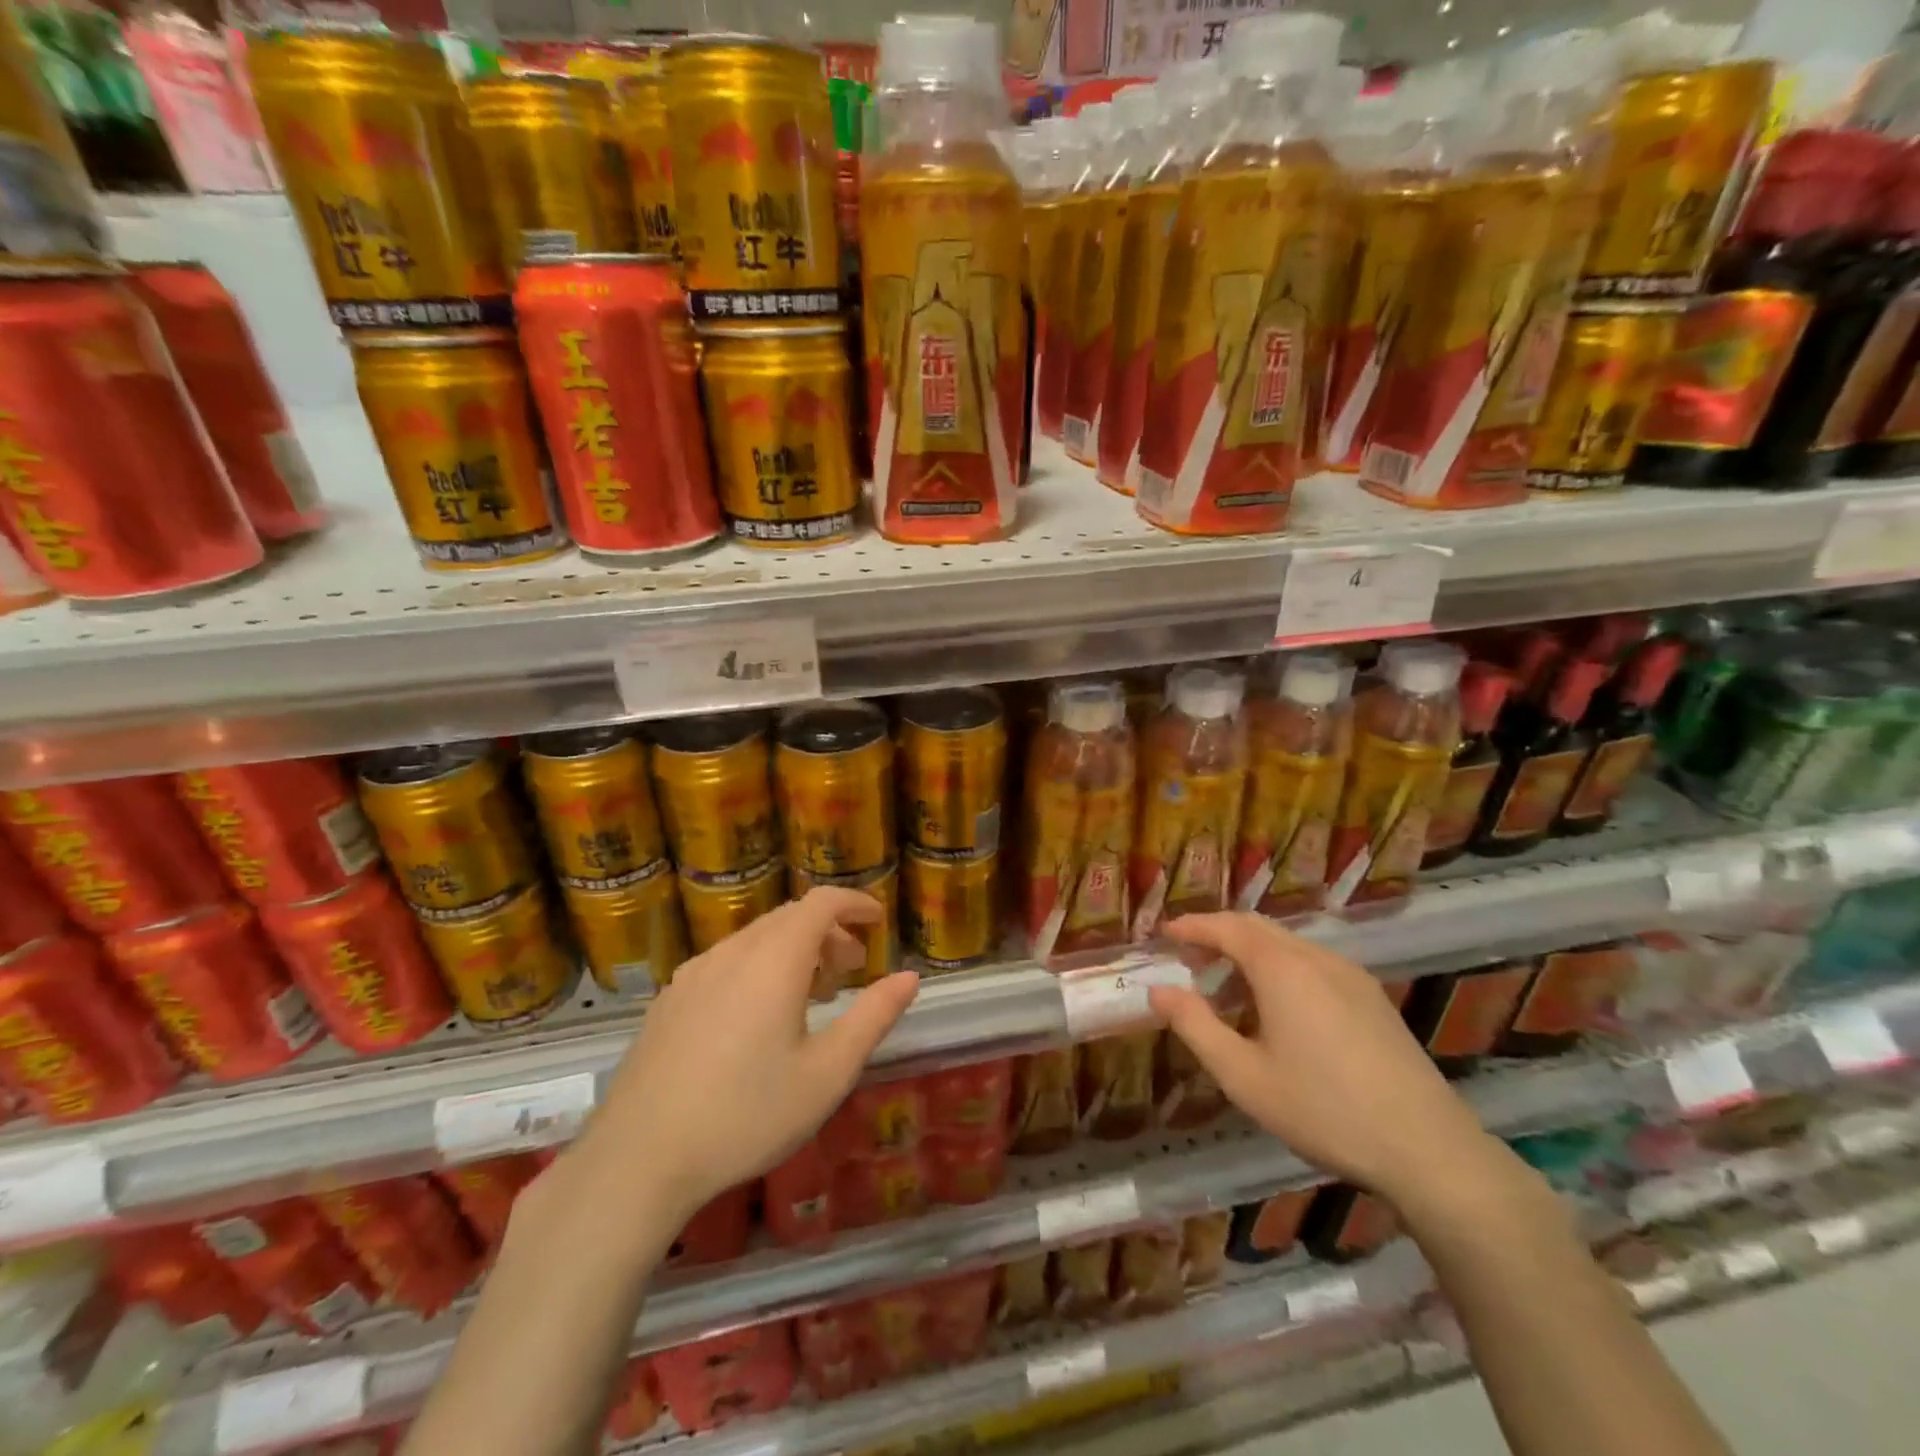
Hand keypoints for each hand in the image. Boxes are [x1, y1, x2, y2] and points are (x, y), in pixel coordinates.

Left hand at [566, 888, 919, 1227]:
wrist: (637, 1160)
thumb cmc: (746, 1115)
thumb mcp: (827, 1073)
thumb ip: (873, 1017)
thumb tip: (909, 977)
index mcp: (774, 960)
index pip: (820, 902)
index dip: (854, 903)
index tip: (877, 921)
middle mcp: (732, 952)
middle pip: (789, 918)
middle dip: (828, 932)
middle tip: (852, 969)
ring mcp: (694, 974)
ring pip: (756, 939)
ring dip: (793, 950)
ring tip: (810, 997)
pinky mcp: (669, 1000)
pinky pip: (727, 962)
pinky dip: (759, 967)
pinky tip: (758, 1019)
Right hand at [1147, 913, 1495, 1206]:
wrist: (1428, 1149)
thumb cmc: (1323, 1109)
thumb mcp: (1243, 1075)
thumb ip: (1195, 1026)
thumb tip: (1159, 990)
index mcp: (1281, 967)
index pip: (1226, 927)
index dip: (1191, 926)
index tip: (1164, 933)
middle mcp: (1315, 957)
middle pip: (1257, 927)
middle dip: (1218, 934)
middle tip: (1188, 958)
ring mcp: (1350, 975)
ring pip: (1287, 944)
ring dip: (1249, 952)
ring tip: (1226, 988)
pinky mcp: (1372, 997)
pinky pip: (1312, 963)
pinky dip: (1280, 967)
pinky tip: (1277, 1009)